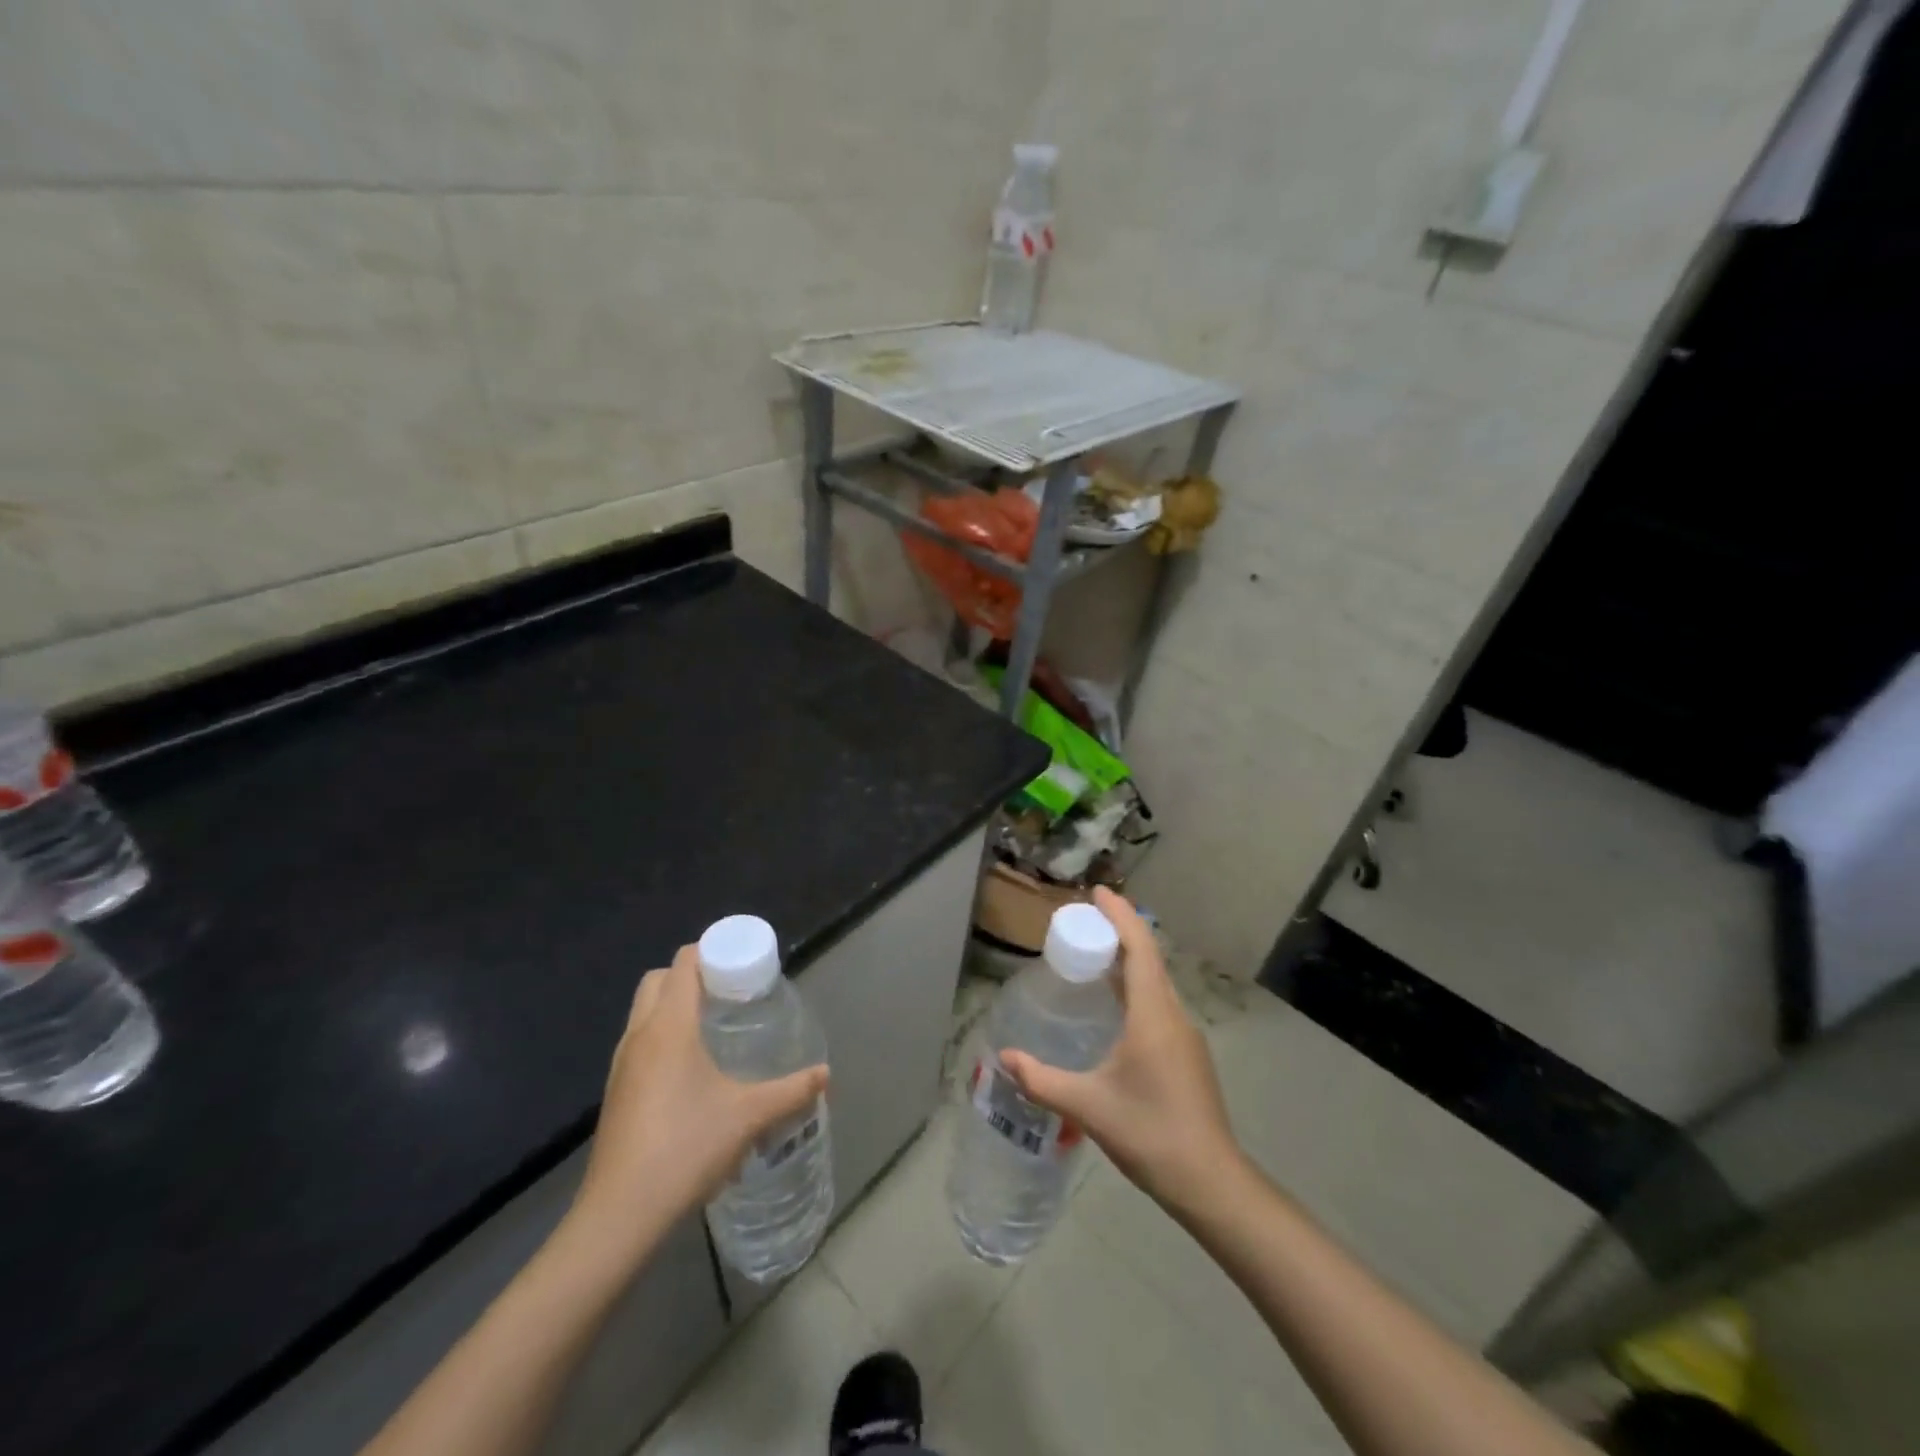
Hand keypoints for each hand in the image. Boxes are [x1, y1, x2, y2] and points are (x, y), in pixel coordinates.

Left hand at [567, 945, 828, 1267]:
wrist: (620, 1215)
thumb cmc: (686, 1149)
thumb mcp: (749, 1117)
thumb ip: (791, 1091)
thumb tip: (826, 1075)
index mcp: (669, 1026)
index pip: (683, 962)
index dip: (711, 952)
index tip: (741, 964)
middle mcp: (640, 1035)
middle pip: (659, 980)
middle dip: (691, 975)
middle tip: (729, 993)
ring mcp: (621, 1065)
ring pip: (644, 1012)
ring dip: (674, 1006)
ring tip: (714, 1028)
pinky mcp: (615, 1093)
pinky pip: (639, 1042)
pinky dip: (663, 1037)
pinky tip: (692, 1071)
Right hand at [1001, 888, 1242, 1214]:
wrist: (1211, 1181)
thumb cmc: (1151, 1133)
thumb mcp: (1088, 1107)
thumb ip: (1042, 1080)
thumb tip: (1004, 1058)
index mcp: (1153, 1014)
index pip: (1140, 947)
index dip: (1120, 915)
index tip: (1098, 892)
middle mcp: (1173, 1015)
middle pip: (1148, 958)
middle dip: (1119, 932)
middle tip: (1084, 920)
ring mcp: (1184, 1035)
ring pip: (1155, 982)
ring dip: (1128, 960)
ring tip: (1094, 953)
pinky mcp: (1186, 1054)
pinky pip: (1158, 1003)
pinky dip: (1135, 986)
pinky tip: (1115, 1006)